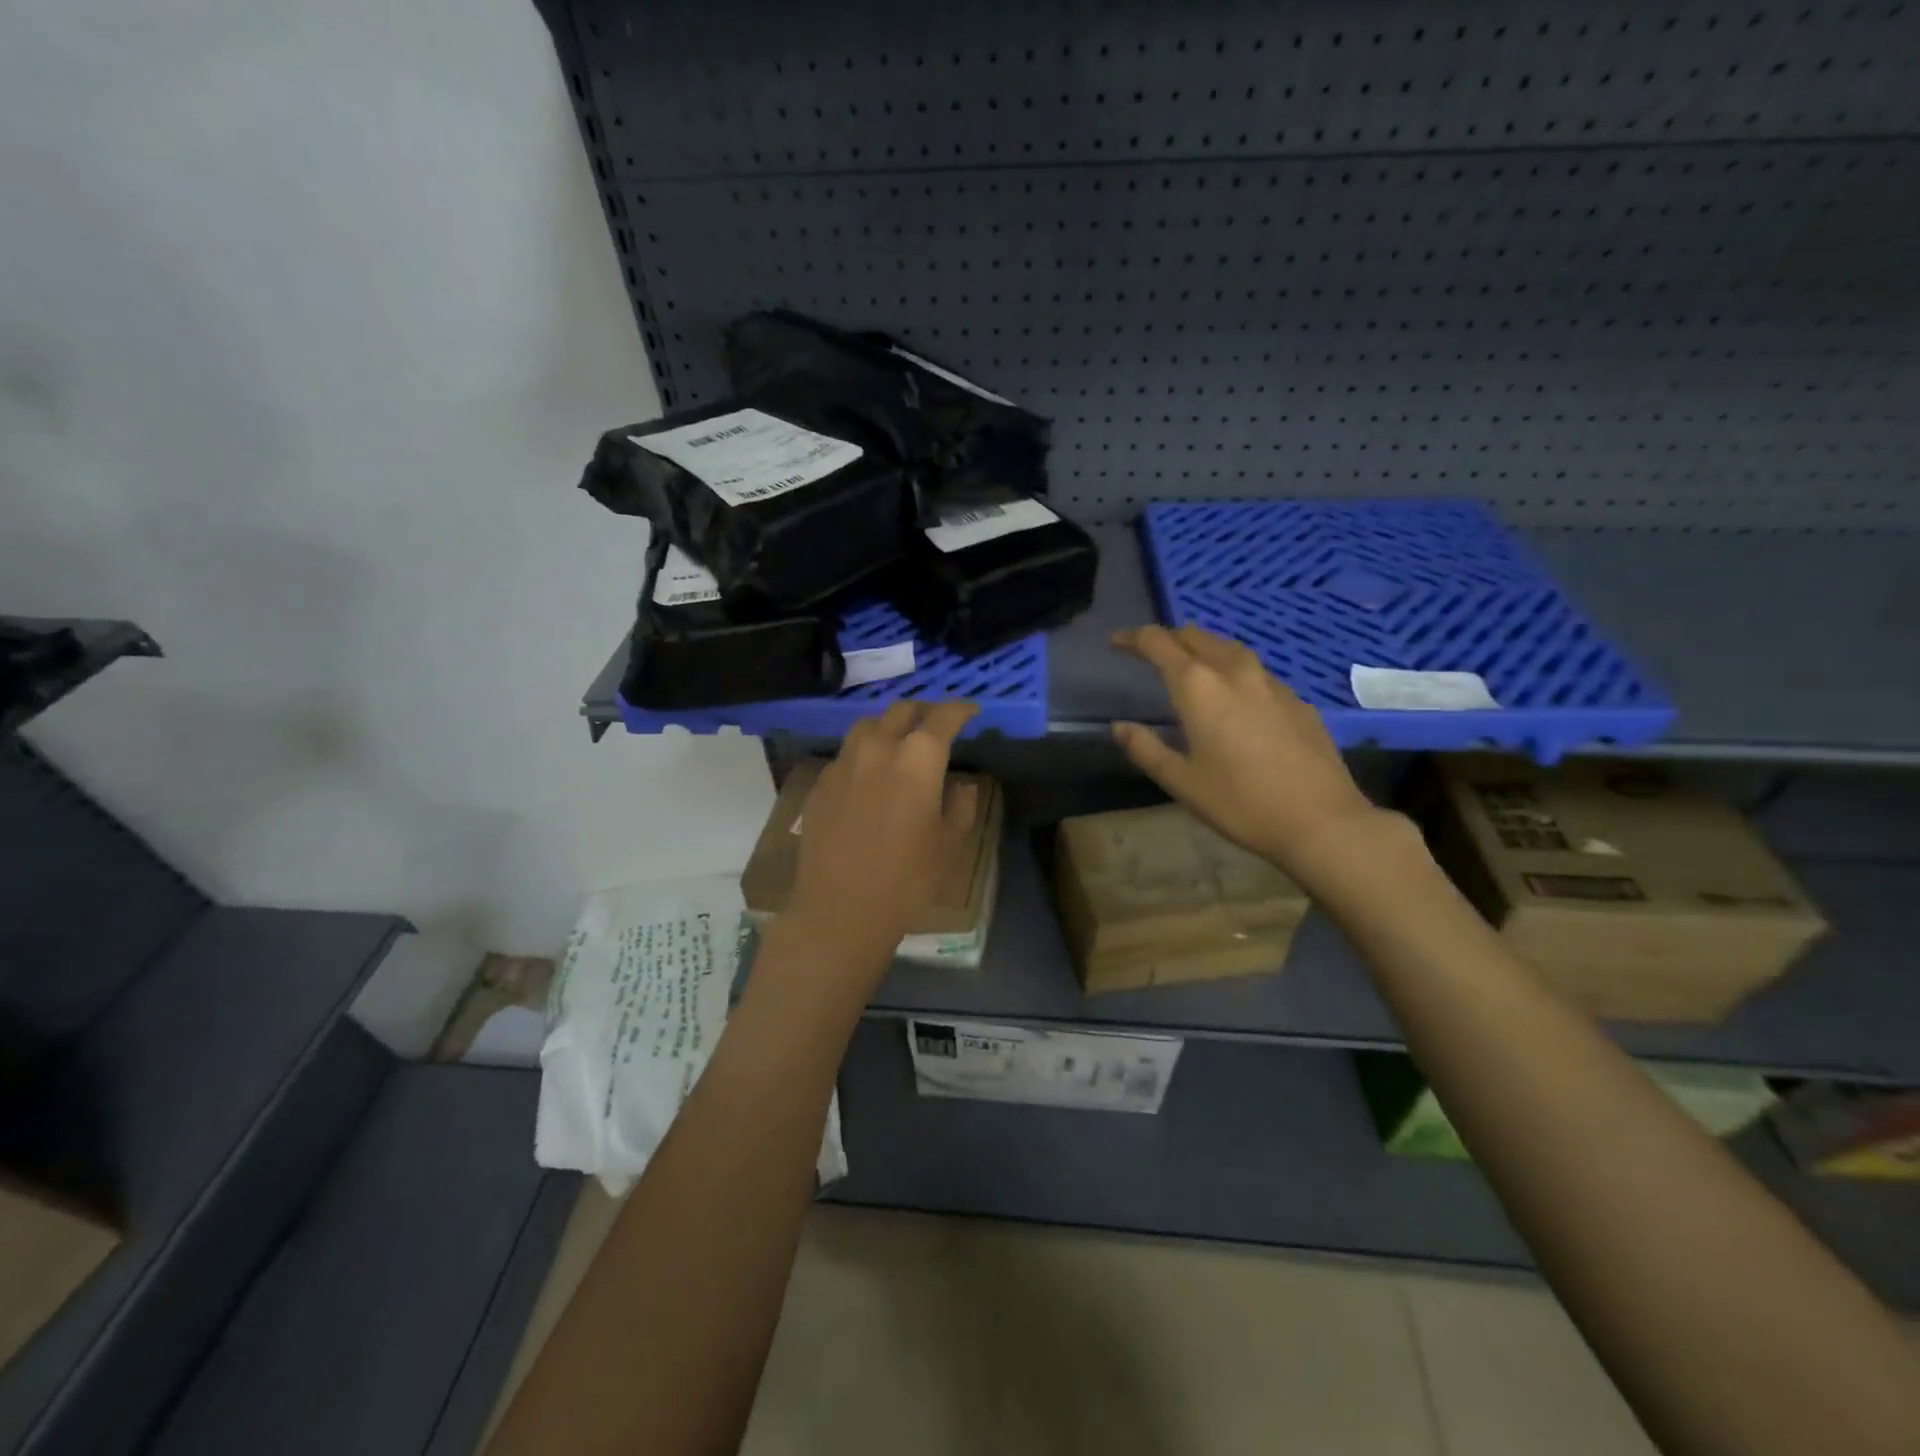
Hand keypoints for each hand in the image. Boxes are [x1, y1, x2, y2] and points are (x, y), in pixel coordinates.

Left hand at [784, 700, 980, 973]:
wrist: (840, 910)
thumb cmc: (907, 879)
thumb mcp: (949, 844)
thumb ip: (961, 805)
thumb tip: (961, 785)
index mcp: (918, 758)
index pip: (942, 717)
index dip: (960, 710)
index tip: (970, 712)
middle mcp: (878, 748)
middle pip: (902, 711)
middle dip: (923, 711)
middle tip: (936, 724)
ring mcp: (843, 763)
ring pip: (868, 726)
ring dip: (889, 726)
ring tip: (900, 742)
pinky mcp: (821, 782)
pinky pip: (846, 753)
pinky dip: (864, 752)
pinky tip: (870, 775)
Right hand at [1111, 625, 1386, 871]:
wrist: (1321, 821)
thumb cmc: (1240, 803)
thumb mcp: (1181, 782)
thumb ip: (1146, 749)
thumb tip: (1120, 727)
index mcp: (1198, 687)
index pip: (1159, 643)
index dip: (1133, 638)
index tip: (1117, 642)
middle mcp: (1234, 672)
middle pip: (1196, 636)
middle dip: (1169, 638)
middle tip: (1151, 652)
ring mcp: (1271, 684)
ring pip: (1230, 648)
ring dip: (1203, 648)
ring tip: (1191, 664)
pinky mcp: (1297, 700)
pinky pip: (1256, 671)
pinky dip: (1233, 670)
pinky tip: (1235, 695)